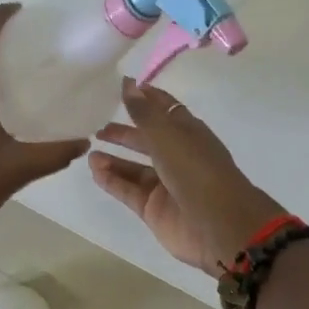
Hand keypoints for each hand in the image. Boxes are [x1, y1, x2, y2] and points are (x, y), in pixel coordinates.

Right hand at [90, 78, 285, 271]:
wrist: (218, 225)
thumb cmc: (195, 169)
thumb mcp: (167, 135)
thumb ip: (143, 111)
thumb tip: (128, 82)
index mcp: (188, 132)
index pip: (165, 109)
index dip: (146, 98)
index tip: (122, 88)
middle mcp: (177, 156)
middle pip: (147, 139)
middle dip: (124, 132)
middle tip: (98, 127)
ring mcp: (166, 184)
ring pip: (135, 167)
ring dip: (114, 158)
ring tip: (90, 151)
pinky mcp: (154, 208)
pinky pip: (129, 190)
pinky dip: (112, 180)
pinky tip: (94, 170)